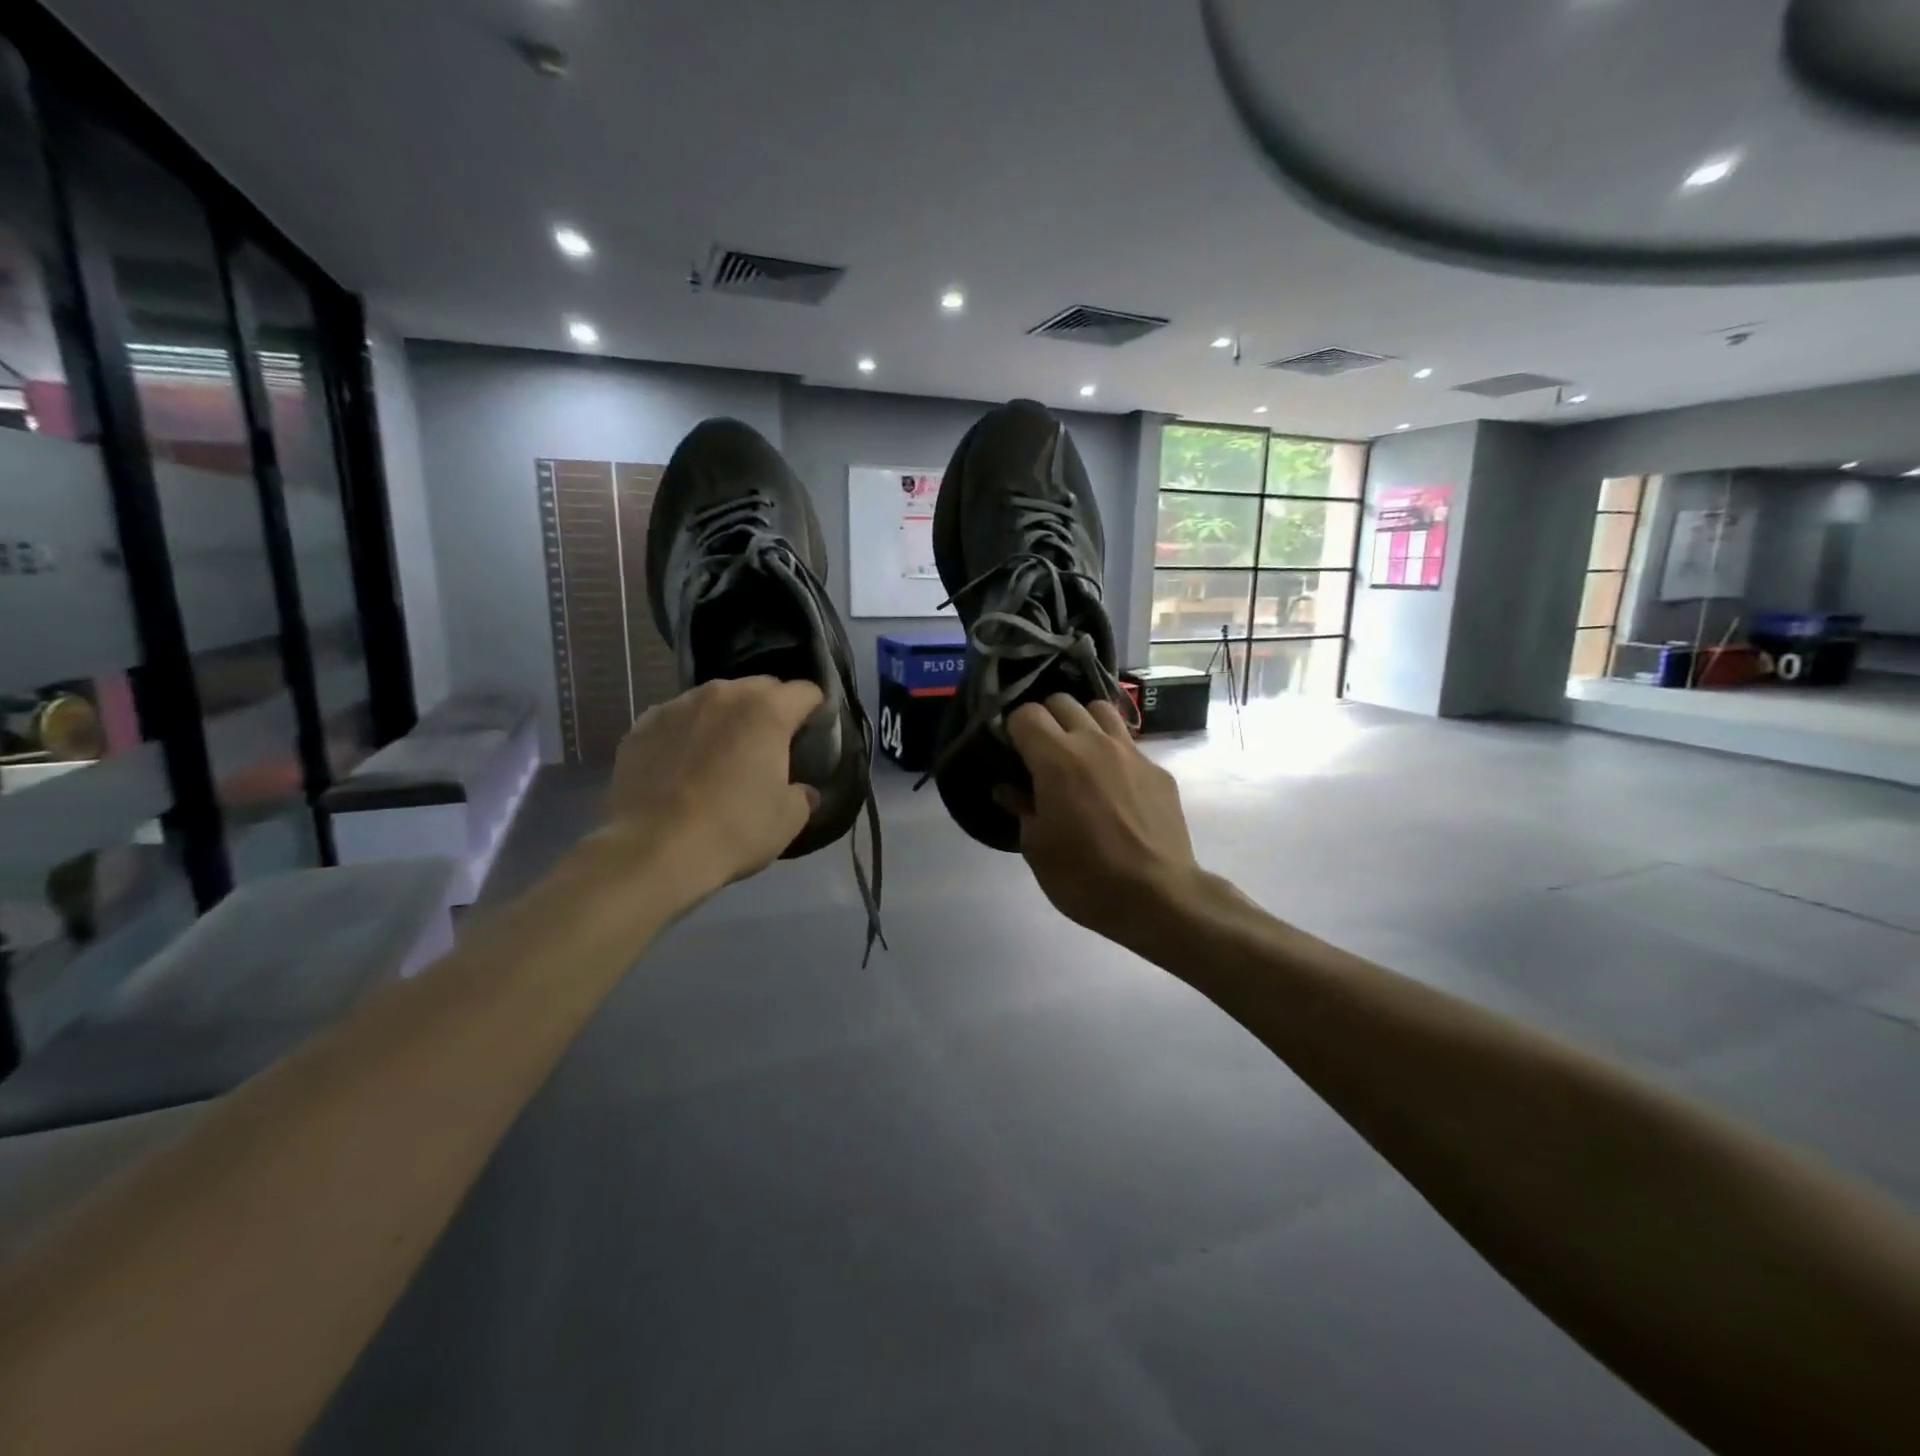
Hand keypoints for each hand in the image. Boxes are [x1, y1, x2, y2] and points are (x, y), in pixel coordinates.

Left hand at [600, 677, 822, 902]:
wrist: (653, 851)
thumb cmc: (734, 829)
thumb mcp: (788, 819)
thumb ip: (802, 795)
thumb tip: (801, 792)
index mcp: (767, 710)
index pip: (805, 691)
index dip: (814, 710)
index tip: (812, 733)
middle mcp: (722, 695)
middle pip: (758, 687)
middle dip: (769, 709)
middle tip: (768, 746)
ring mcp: (676, 706)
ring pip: (713, 701)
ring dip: (725, 719)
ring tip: (721, 755)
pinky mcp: (641, 727)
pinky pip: (676, 720)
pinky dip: (686, 735)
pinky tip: (682, 768)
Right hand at [997, 695, 1199, 947]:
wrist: (1158, 896)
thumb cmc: (1085, 877)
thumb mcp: (1037, 849)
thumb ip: (1021, 809)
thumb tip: (1008, 790)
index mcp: (1056, 759)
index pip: (1026, 714)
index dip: (1012, 728)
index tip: (1010, 750)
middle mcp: (1094, 743)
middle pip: (1063, 701)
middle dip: (1045, 717)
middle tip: (1040, 750)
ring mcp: (1131, 753)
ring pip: (1101, 710)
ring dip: (1082, 722)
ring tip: (1077, 752)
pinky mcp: (1158, 770)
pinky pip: (1129, 743)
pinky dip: (1112, 751)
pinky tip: (1112, 784)